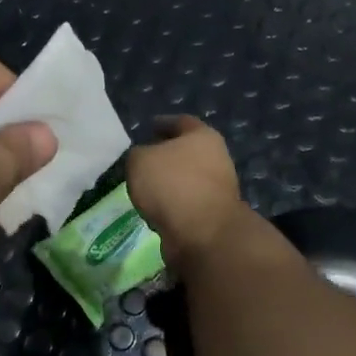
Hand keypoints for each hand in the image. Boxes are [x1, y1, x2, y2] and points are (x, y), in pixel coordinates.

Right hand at [126, 115, 246, 268]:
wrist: (202, 233)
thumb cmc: (171, 185)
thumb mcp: (139, 161)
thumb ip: (138, 154)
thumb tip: (144, 159)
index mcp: (203, 136)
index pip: (181, 122)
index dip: (163, 123)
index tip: (149, 127)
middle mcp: (216, 158)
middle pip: (187, 151)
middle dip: (166, 156)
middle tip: (143, 160)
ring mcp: (218, 188)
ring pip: (187, 179)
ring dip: (168, 183)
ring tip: (145, 188)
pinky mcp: (213, 214)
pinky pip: (186, 203)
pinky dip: (172, 204)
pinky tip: (155, 209)